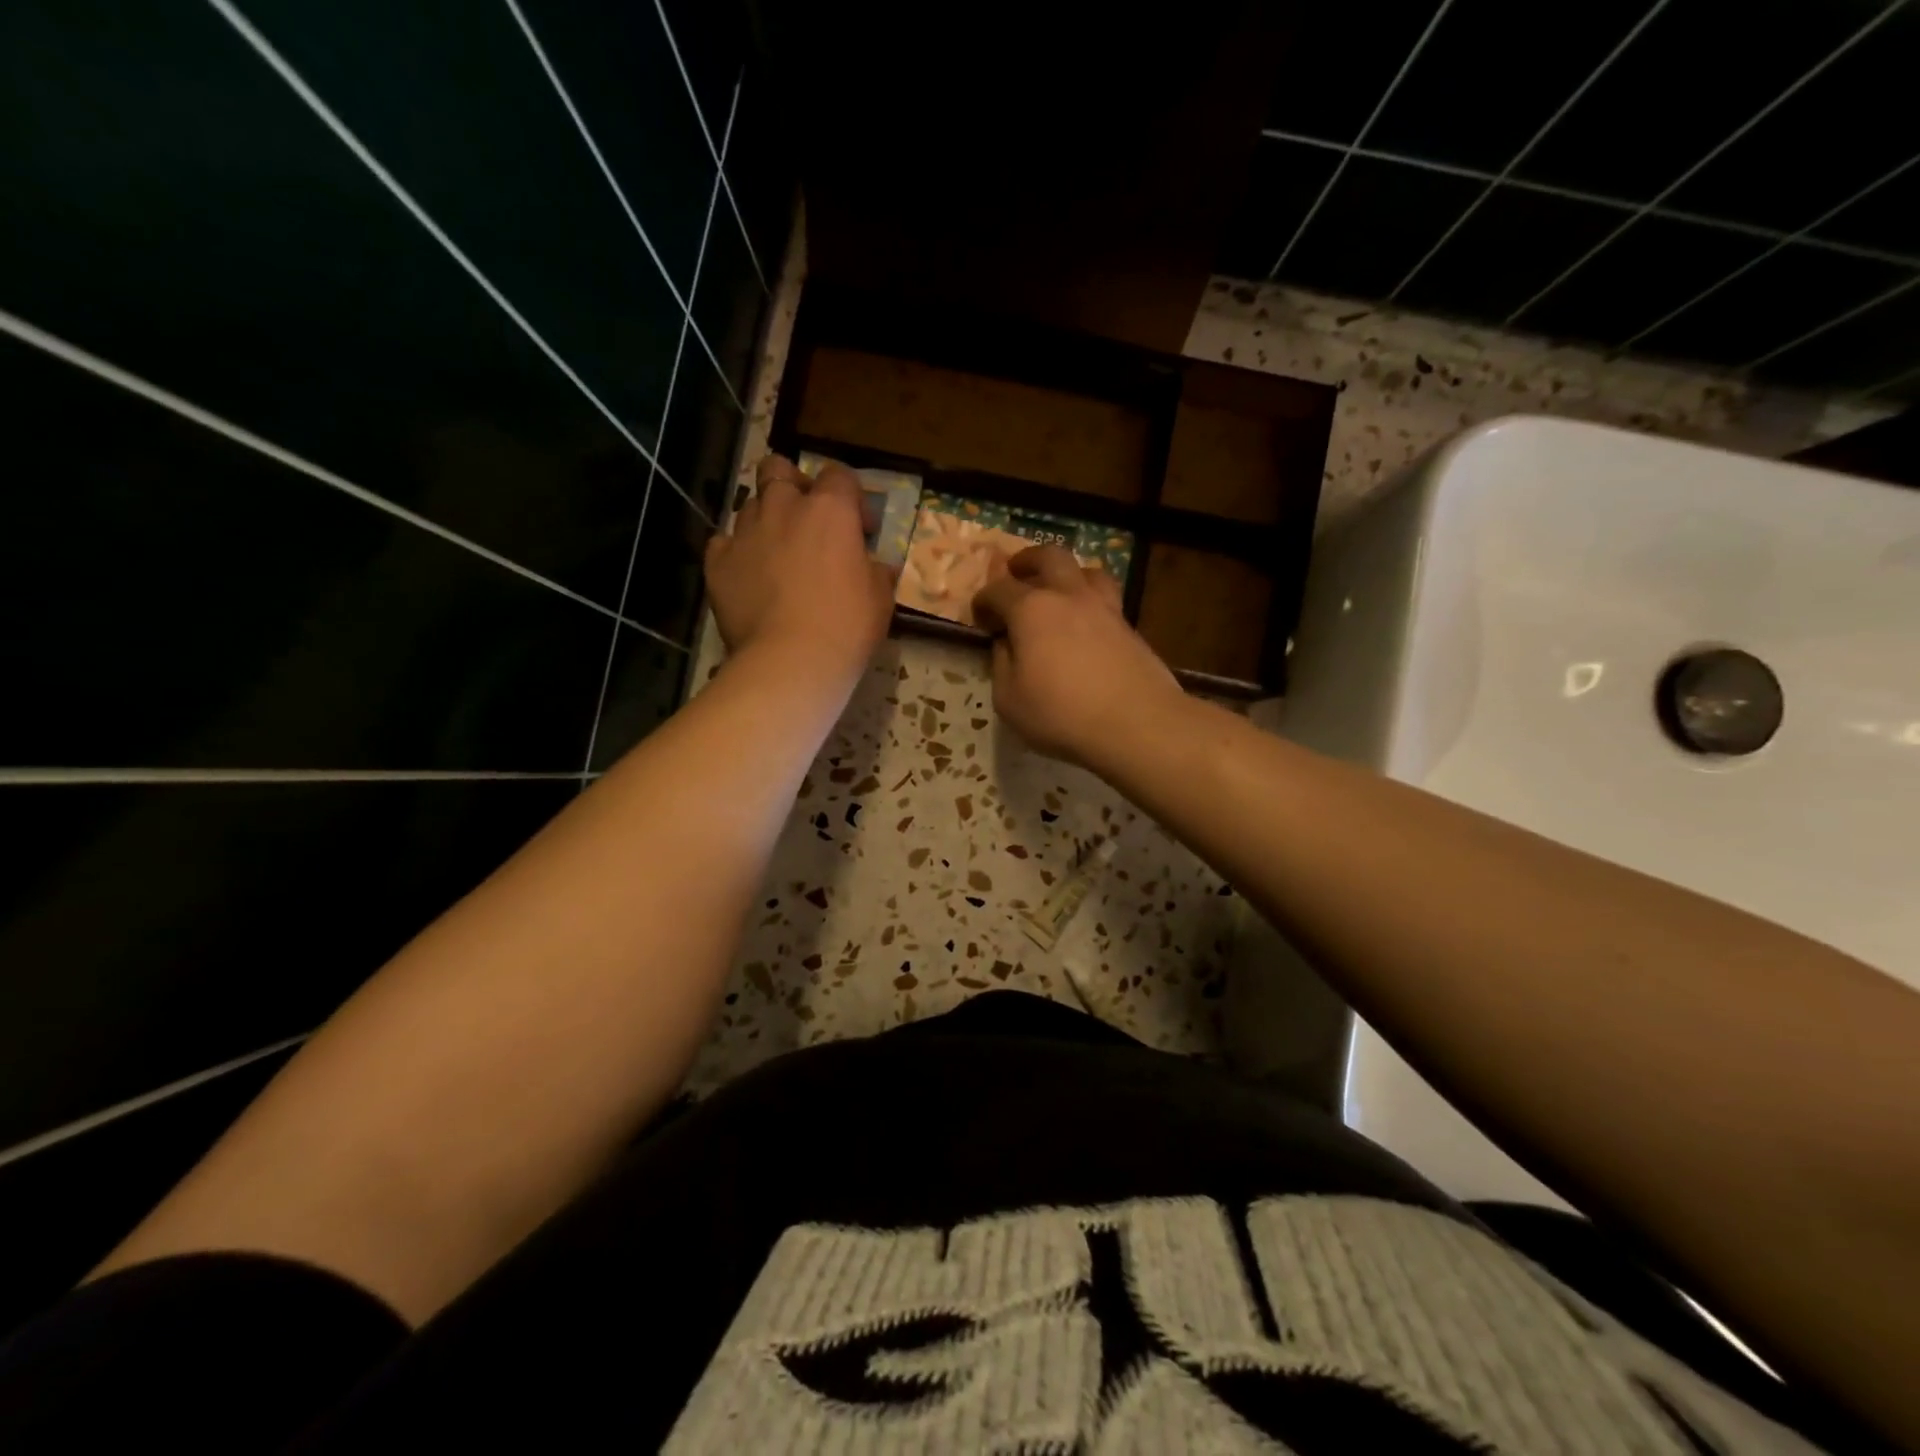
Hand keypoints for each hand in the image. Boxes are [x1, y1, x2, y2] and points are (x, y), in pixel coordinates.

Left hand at [706, 455, 895, 685]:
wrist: (790, 661)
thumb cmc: (847, 626)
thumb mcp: (880, 598)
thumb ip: (876, 571)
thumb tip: (876, 567)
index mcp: (829, 510)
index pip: (839, 475)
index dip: (851, 498)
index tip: (861, 531)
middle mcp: (783, 508)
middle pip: (778, 469)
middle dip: (792, 484)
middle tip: (806, 519)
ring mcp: (745, 533)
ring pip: (750, 505)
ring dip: (766, 521)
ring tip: (778, 554)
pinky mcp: (717, 562)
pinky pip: (724, 543)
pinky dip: (737, 553)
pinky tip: (749, 577)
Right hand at [972, 545, 1184, 766]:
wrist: (1136, 724)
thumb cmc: (1061, 714)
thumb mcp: (1009, 700)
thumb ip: (1001, 665)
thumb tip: (1005, 644)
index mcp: (1031, 609)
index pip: (999, 590)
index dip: (983, 600)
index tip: (979, 616)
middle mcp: (1068, 596)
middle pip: (1048, 557)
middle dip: (1027, 561)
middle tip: (1016, 571)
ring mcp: (1105, 607)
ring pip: (1086, 570)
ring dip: (1066, 573)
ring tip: (1058, 590)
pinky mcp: (1129, 626)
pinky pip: (1106, 598)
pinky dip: (1089, 600)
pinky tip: (1085, 623)